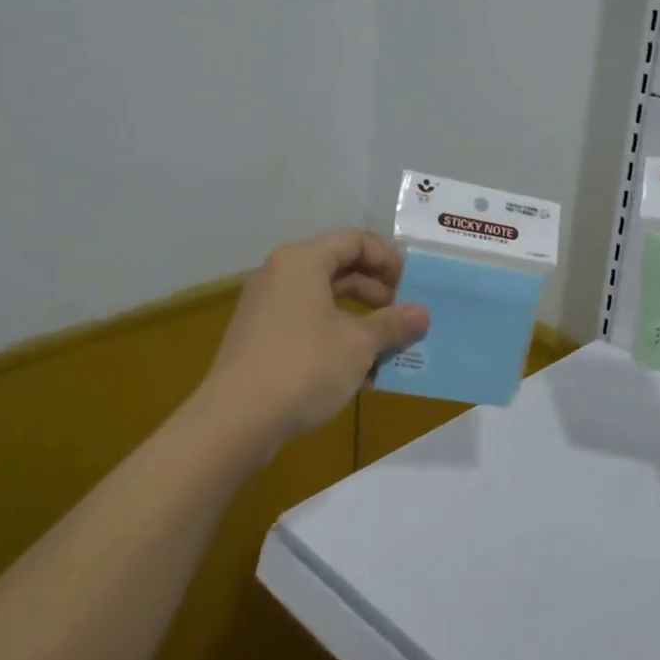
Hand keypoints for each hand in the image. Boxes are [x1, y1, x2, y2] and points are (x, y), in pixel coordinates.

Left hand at [202, 229, 429, 443]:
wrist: (237, 420)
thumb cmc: (304, 367)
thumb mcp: (359, 344)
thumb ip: (392, 324)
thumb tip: (422, 314)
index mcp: (302, 261)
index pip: (354, 240)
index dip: (388, 259)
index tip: (412, 287)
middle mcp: (280, 274)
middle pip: (339, 266)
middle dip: (377, 290)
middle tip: (403, 316)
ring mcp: (266, 306)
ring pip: (324, 297)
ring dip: (360, 316)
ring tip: (386, 344)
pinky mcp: (260, 336)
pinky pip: (307, 320)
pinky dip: (336, 333)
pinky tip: (357, 365)